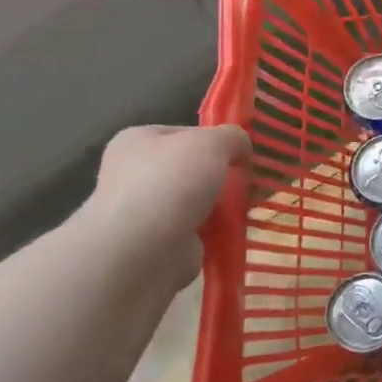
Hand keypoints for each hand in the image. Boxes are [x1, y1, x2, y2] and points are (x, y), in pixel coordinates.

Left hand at [79, 125, 253, 286]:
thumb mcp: (213, 143)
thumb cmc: (171, 182)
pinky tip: (232, 231)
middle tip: (247, 181)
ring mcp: (144, 210)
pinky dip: (215, 231)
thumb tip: (242, 149)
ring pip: (196, 200)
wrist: (144, 249)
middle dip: (220, 175)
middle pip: (191, 168)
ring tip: (246, 207)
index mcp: (137, 141)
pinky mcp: (158, 242)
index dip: (215, 140)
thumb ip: (233, 137)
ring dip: (220, 205)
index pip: (184, 133)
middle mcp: (134, 173)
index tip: (240, 154)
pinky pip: (197, 230)